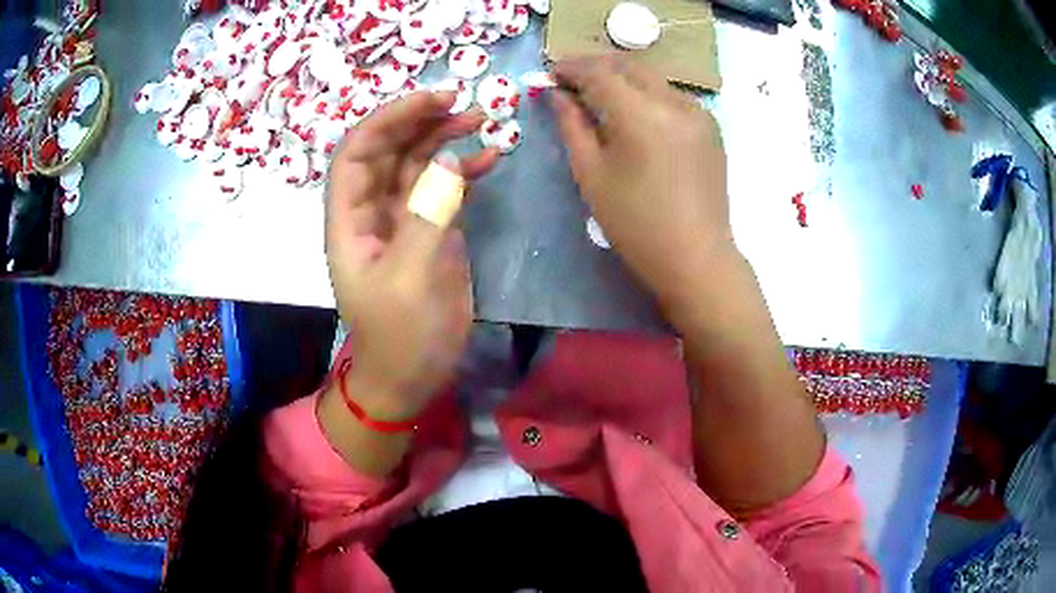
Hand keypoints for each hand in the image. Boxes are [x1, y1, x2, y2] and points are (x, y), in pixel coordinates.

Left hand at [325, 92, 498, 419]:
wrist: (410, 377)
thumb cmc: (399, 337)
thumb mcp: (409, 281)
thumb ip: (427, 217)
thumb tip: (450, 161)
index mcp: (350, 220)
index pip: (357, 152)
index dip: (388, 119)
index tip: (431, 100)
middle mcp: (372, 210)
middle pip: (388, 150)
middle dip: (420, 120)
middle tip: (463, 102)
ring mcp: (403, 218)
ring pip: (417, 163)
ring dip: (444, 138)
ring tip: (481, 120)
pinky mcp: (430, 230)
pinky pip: (443, 187)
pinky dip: (464, 170)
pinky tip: (490, 158)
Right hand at [553, 58, 730, 310]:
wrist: (696, 257)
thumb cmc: (636, 225)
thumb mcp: (592, 174)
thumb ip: (572, 126)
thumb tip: (557, 95)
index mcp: (642, 115)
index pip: (600, 73)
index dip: (571, 68)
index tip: (550, 74)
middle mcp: (675, 102)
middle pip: (629, 66)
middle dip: (595, 67)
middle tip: (569, 80)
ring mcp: (699, 112)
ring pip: (652, 79)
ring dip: (621, 79)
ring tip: (597, 96)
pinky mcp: (710, 126)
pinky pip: (671, 96)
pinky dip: (646, 94)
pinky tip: (633, 113)